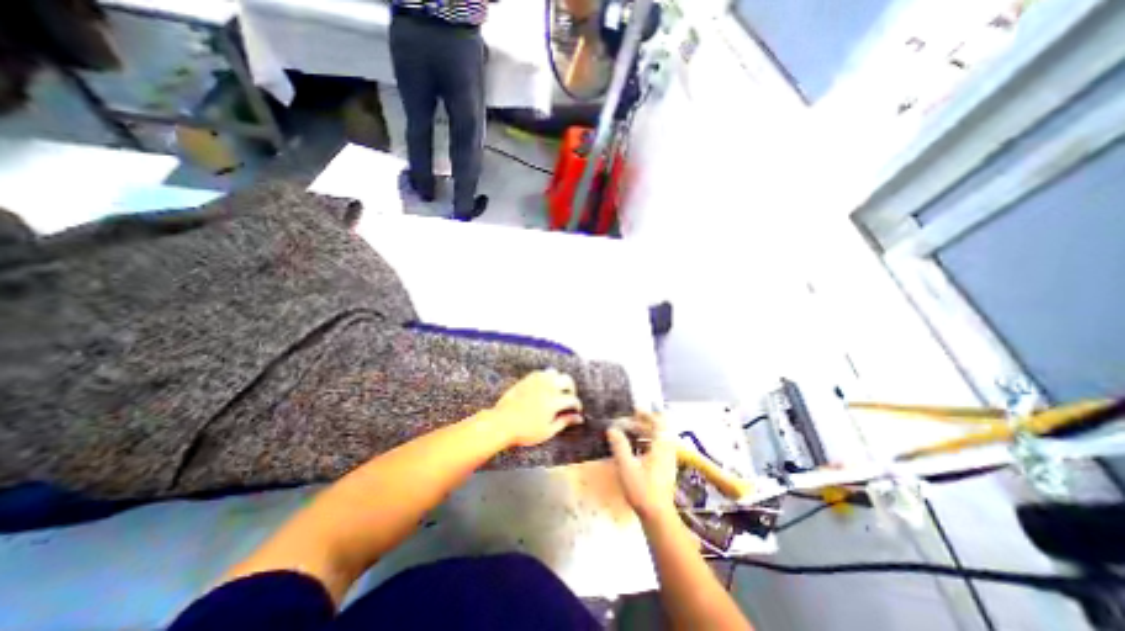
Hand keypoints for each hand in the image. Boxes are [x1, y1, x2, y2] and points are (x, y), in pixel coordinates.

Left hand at [488, 369, 585, 446]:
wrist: (502, 423)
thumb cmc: (525, 431)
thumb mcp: (548, 431)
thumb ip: (565, 422)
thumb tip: (579, 418)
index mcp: (554, 400)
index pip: (572, 399)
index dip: (577, 406)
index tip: (576, 411)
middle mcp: (548, 387)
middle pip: (567, 380)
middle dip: (571, 389)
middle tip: (569, 398)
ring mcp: (537, 381)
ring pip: (555, 372)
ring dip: (559, 380)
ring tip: (557, 390)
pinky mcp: (527, 379)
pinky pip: (542, 372)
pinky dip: (547, 378)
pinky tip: (545, 387)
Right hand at [608, 411, 675, 518]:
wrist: (658, 517)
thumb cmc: (642, 489)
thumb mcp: (626, 466)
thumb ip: (619, 445)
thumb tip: (612, 428)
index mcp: (661, 446)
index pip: (659, 422)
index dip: (647, 415)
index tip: (634, 411)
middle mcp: (667, 450)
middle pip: (659, 430)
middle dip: (643, 424)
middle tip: (627, 422)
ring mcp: (668, 460)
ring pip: (658, 440)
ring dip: (644, 434)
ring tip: (628, 434)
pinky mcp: (665, 469)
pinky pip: (657, 449)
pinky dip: (646, 444)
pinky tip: (634, 450)